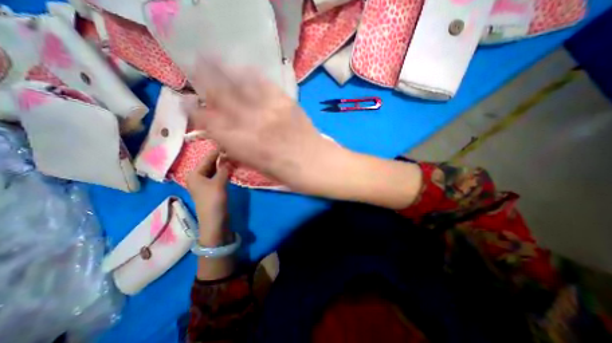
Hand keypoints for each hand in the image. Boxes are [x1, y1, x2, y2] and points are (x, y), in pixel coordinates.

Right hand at [184, 58, 341, 192]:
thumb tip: (224, 136)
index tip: (191, 106)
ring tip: (210, 58)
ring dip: (223, 71)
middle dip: (204, 83)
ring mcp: (269, 109)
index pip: (209, 123)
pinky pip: (265, 84)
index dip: (197, 113)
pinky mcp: (286, 102)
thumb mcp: (257, 167)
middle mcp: (251, 123)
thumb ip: (239, 150)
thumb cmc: (288, 175)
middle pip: (220, 97)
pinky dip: (251, 76)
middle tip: (196, 70)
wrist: (317, 164)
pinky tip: (244, 69)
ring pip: (240, 85)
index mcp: (242, 145)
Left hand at [185, 148, 230, 245]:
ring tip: (234, 157)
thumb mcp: (219, 183)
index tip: (228, 143)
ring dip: (223, 165)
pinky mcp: (212, 188)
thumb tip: (228, 156)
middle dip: (221, 158)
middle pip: (210, 163)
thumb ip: (224, 168)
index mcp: (194, 174)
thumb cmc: (213, 200)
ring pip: (215, 170)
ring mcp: (205, 183)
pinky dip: (224, 171)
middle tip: (233, 150)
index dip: (217, 151)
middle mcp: (197, 177)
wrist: (214, 221)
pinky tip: (232, 168)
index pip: (207, 158)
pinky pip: (218, 176)